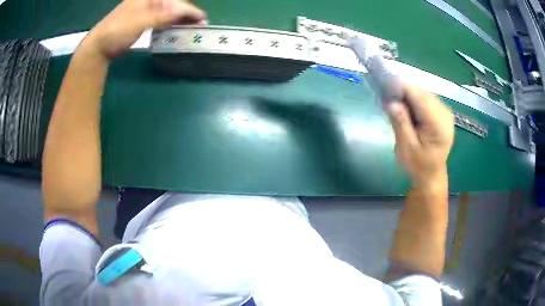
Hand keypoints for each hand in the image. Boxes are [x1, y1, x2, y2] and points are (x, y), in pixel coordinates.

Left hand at [83, 0, 206, 59]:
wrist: (98, 46)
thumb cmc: (116, 32)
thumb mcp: (138, 23)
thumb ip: (161, 16)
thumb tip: (183, 11)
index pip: (174, 1)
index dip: (189, 9)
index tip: (202, 18)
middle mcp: (149, 0)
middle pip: (173, 3)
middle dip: (187, 12)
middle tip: (200, 23)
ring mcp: (146, 9)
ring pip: (169, 10)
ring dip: (180, 17)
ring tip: (192, 25)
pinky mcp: (143, 19)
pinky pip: (162, 17)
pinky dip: (170, 22)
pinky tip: (176, 27)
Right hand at [385, 84, 453, 187]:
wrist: (431, 176)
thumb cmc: (418, 166)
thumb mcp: (406, 148)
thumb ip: (400, 123)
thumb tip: (391, 101)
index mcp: (439, 124)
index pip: (419, 96)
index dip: (401, 87)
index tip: (383, 85)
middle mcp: (445, 113)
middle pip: (421, 91)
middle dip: (403, 91)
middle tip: (386, 98)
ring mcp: (444, 112)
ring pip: (422, 92)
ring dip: (407, 95)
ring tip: (394, 104)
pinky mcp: (441, 112)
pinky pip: (425, 98)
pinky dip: (413, 100)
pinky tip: (406, 109)